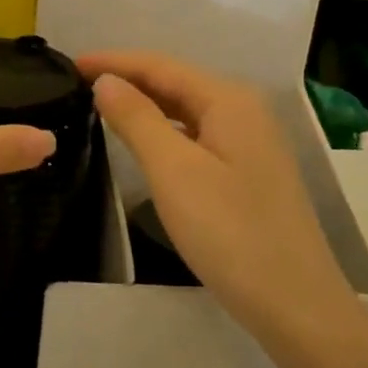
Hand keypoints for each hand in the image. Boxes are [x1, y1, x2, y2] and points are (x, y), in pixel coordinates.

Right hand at [76, 52, 358, 325]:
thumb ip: (136, 118)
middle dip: (127, 79)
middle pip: (175, 82)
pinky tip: (143, 142)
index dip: (113, 61)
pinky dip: (163, 131)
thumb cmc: (230, 232)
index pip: (159, 65)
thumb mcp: (173, 171)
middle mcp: (243, 110)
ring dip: (144, 104)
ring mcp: (250, 142)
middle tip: (76, 85)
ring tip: (99, 106)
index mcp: (228, 100)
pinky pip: (195, 134)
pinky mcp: (247, 172)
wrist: (297, 306)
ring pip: (186, 109)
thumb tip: (105, 81)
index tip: (70, 63)